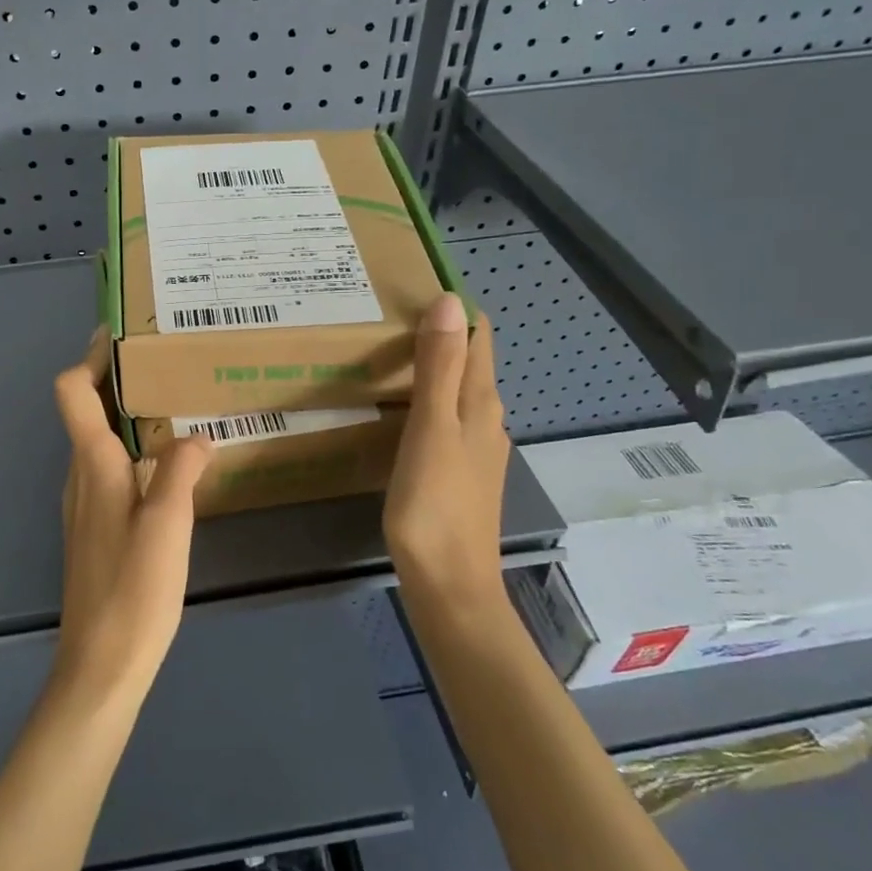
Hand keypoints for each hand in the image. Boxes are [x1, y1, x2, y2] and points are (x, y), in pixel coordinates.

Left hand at [51, 330, 213, 701]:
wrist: (101, 664)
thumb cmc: (134, 589)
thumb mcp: (169, 524)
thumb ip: (181, 470)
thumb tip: (197, 436)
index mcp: (93, 466)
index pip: (72, 392)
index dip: (90, 358)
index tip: (125, 335)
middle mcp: (80, 477)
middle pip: (85, 410)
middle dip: (117, 380)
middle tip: (166, 363)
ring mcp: (84, 505)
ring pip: (98, 441)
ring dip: (126, 416)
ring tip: (175, 407)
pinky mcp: (95, 529)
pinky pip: (109, 470)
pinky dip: (131, 450)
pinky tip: (168, 467)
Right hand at [384, 294, 511, 599]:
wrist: (449, 582)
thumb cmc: (435, 503)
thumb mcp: (432, 428)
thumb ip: (438, 366)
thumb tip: (450, 300)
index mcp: (480, 403)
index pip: (477, 338)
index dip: (454, 310)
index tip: (415, 287)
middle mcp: (485, 420)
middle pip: (467, 363)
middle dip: (439, 335)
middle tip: (387, 316)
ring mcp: (474, 450)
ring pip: (455, 393)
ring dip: (431, 370)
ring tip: (386, 355)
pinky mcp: (458, 474)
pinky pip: (444, 421)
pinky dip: (424, 403)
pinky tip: (397, 411)